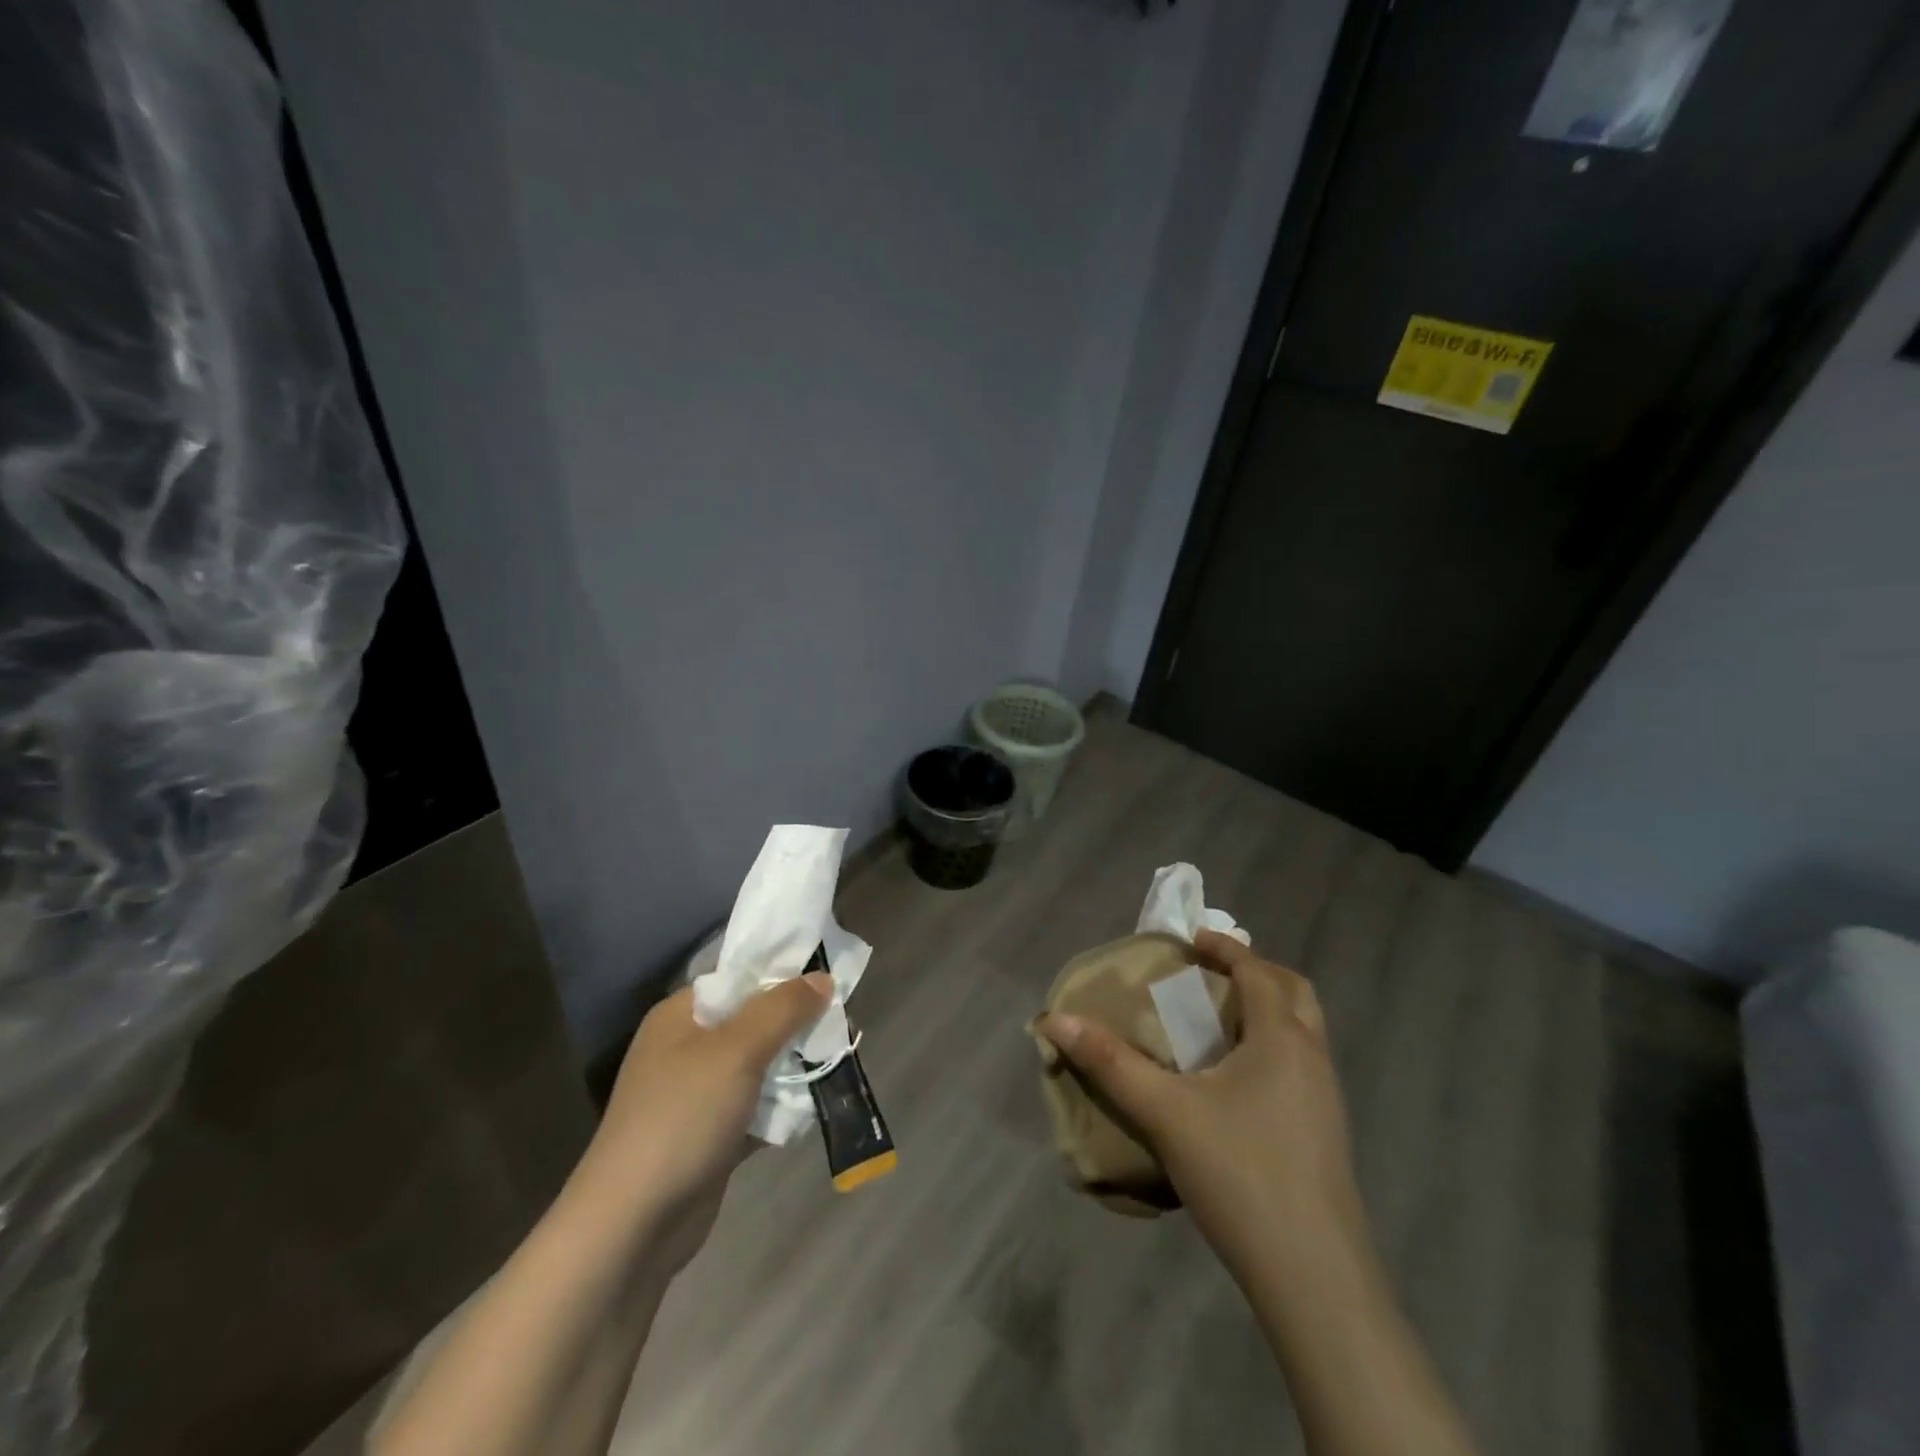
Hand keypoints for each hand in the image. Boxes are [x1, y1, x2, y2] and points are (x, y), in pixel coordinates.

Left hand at [577, 973, 833, 1255]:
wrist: (632, 1226)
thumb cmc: (682, 1117)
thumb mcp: (738, 1050)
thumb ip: (783, 1008)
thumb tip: (822, 977)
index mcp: (681, 1015)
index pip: (738, 976)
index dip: (781, 973)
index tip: (827, 976)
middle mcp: (686, 1047)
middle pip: (753, 1020)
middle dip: (795, 1022)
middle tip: (839, 1023)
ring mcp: (697, 1094)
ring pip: (758, 1064)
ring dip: (793, 1065)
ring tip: (836, 1059)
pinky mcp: (710, 1135)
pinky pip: (756, 1106)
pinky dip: (781, 1106)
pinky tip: (814, 1105)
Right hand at [1037, 931, 1364, 1286]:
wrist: (1314, 1276)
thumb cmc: (1240, 1173)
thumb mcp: (1164, 1113)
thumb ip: (1109, 1063)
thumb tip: (1056, 1020)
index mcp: (1282, 1038)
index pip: (1257, 970)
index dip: (1224, 947)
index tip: (1188, 940)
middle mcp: (1312, 1057)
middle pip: (1294, 992)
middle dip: (1254, 972)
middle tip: (1209, 973)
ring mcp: (1326, 1098)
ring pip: (1302, 1031)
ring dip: (1265, 1010)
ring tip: (1216, 1021)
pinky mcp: (1326, 1133)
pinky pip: (1300, 1064)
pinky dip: (1272, 1046)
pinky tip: (1234, 1081)